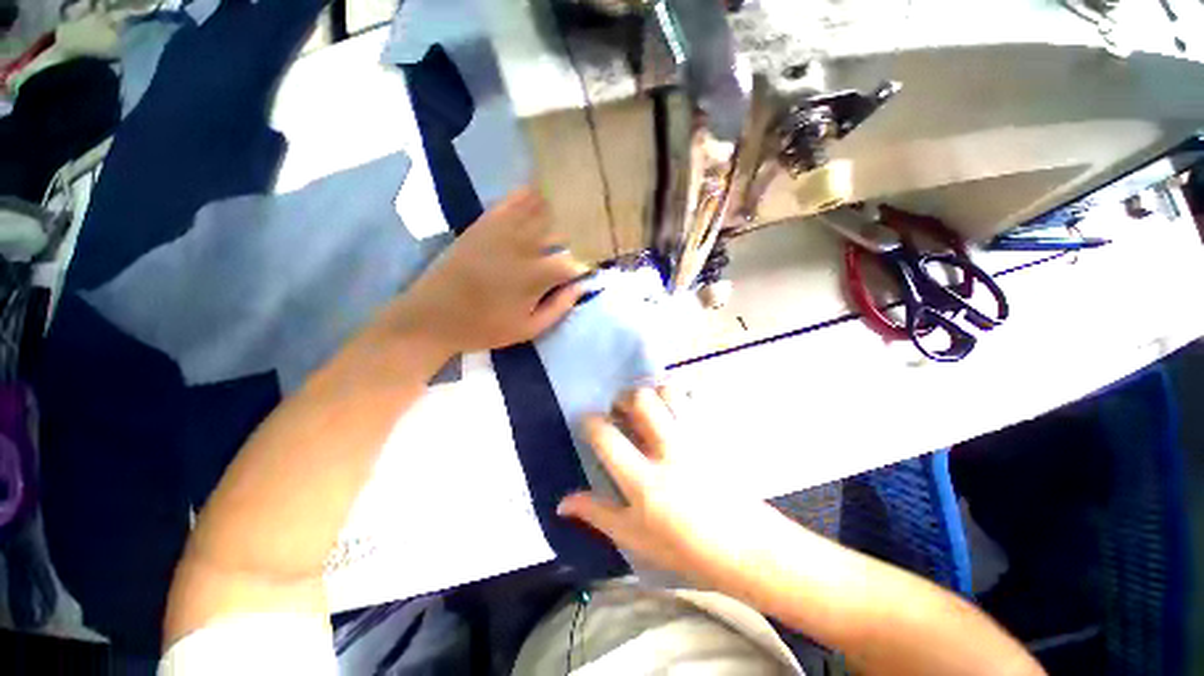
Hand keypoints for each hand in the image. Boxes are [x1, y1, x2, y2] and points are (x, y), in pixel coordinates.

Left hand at [385, 188, 588, 354]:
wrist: (432, 316)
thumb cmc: (484, 328)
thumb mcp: (527, 330)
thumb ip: (558, 308)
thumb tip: (582, 287)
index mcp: (534, 277)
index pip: (572, 261)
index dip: (588, 262)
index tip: (594, 265)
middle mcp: (522, 248)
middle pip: (560, 230)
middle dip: (580, 230)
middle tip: (593, 230)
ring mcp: (501, 232)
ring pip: (539, 210)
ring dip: (560, 206)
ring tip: (577, 200)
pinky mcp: (483, 225)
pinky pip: (510, 202)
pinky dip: (528, 194)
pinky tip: (541, 188)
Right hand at [558, 388, 774, 584]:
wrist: (747, 548)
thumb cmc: (686, 548)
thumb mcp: (635, 537)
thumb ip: (597, 513)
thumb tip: (562, 502)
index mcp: (644, 480)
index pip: (606, 435)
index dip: (590, 422)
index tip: (589, 424)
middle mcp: (669, 450)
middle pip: (640, 399)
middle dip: (624, 398)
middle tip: (622, 413)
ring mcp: (695, 438)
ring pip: (669, 391)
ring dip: (652, 394)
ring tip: (649, 411)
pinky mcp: (713, 433)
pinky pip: (693, 399)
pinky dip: (677, 398)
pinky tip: (674, 414)